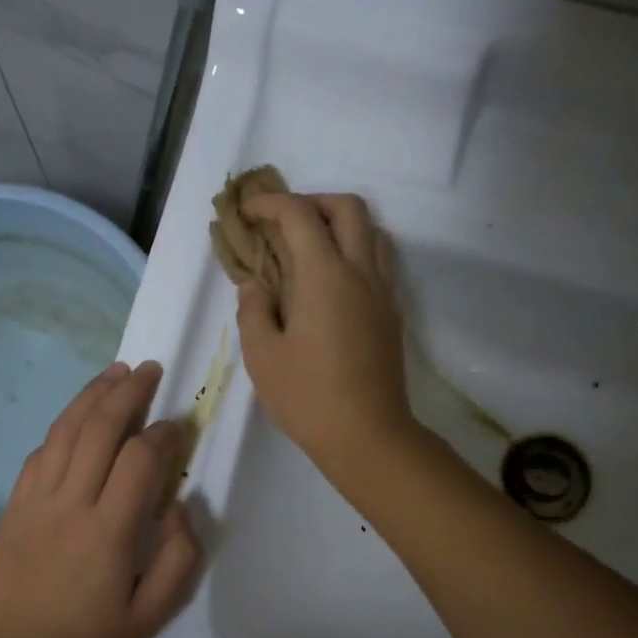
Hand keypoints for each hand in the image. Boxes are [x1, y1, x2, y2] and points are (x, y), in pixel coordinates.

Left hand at [0, 361, 201, 637]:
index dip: (163, 433)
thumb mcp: (154, 613)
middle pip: (99, 429)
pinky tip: (77, 418)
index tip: (177, 426)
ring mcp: (35, 500)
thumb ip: (180, 557)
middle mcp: (70, 504)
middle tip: (150, 370)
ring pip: (64, 430)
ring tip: (115, 372)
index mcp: (108, 531)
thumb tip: (180, 505)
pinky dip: (62, 427)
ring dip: (91, 395)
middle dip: (128, 392)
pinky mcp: (13, 505)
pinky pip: (39, 452)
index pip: (140, 459)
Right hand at [235, 193, 413, 480]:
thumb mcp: (262, 357)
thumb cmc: (308, 398)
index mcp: (325, 276)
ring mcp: (382, 292)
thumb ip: (253, 311)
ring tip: (308, 247)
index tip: (246, 212)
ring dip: (339, 224)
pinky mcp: (391, 314)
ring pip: (371, 231)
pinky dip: (354, 250)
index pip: (299, 216)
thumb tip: (255, 285)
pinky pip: (378, 261)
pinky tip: (329, 281)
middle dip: (312, 201)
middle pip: (348, 208)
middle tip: (282, 222)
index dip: (270, 204)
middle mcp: (360, 273)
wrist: (368, 436)